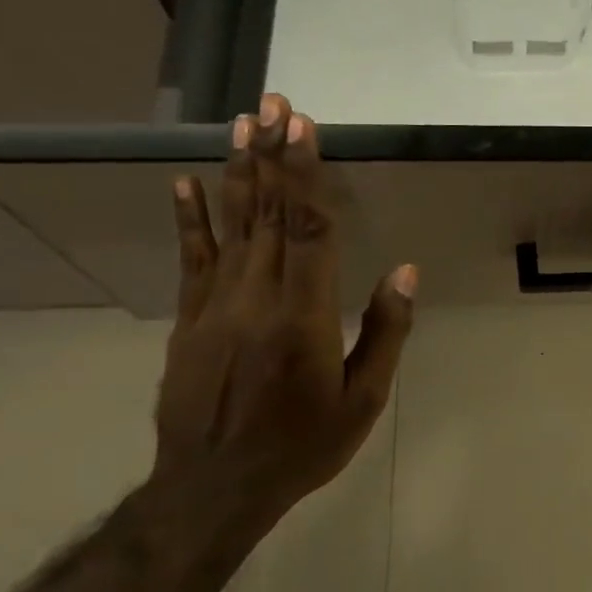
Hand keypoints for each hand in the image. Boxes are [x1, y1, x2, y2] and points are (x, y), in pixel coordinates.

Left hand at [155, 92, 416, 519]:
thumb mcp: (363, 398)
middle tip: (274, 103)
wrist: (214, 489)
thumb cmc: (302, 444)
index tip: (306, 128)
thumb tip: (405, 270)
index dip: (307, 175)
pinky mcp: (190, 320)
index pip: (309, 229)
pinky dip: (190, 218)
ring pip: (231, 226)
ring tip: (240, 124)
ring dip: (238, 171)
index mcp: (303, 316)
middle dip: (273, 154)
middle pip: (268, 214)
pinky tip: (186, 183)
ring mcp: (215, 306)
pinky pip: (192, 259)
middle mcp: (256, 298)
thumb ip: (385, 330)